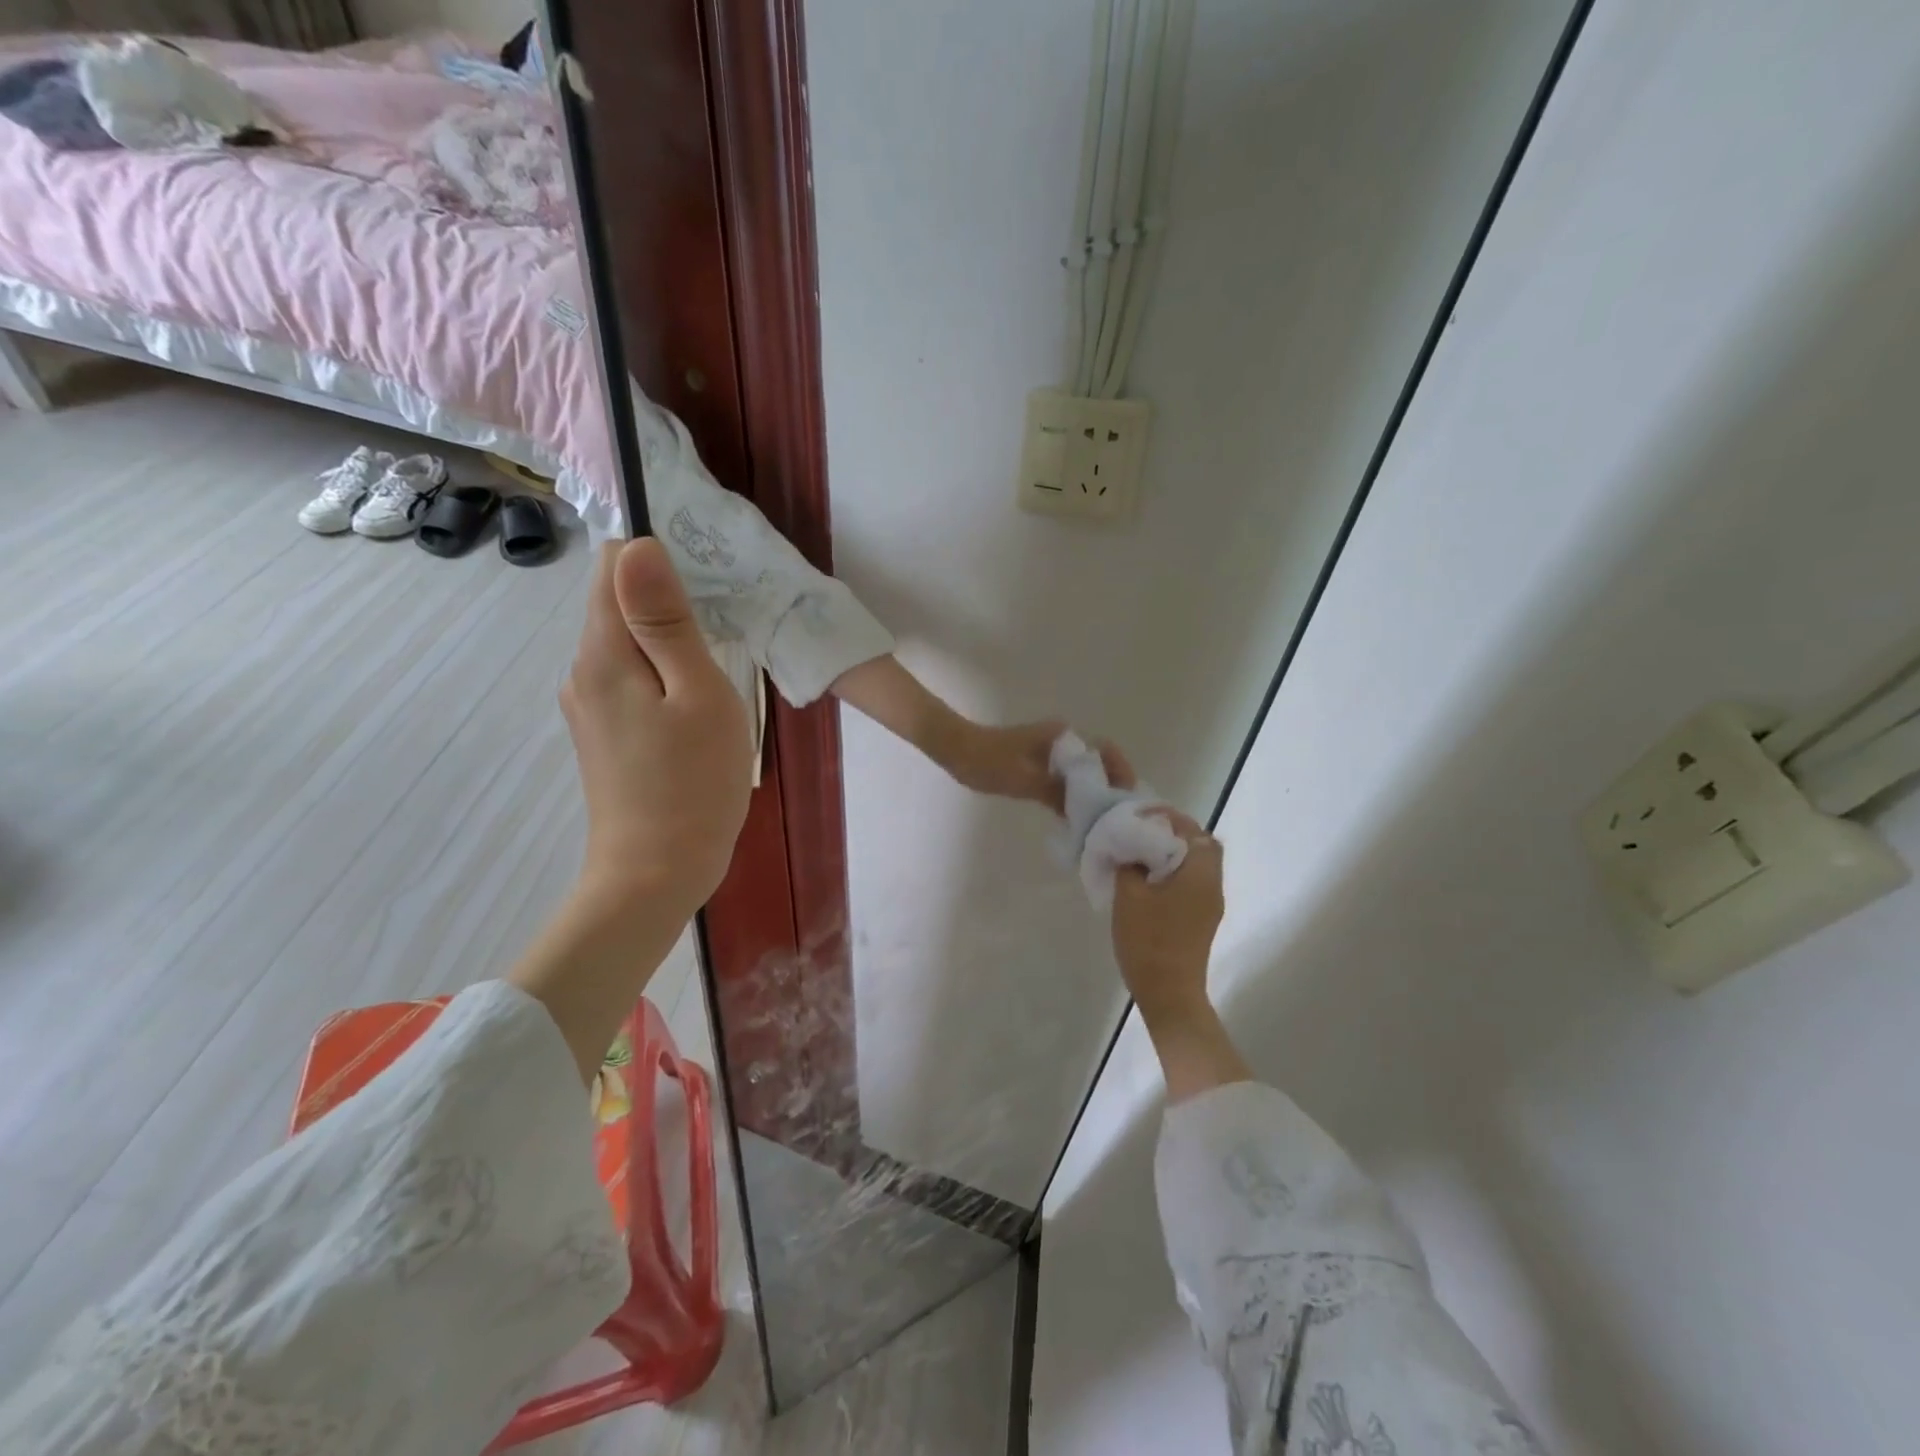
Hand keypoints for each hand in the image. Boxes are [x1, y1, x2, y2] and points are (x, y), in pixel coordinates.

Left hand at [560, 539, 751, 918]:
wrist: (656, 874)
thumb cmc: (693, 783)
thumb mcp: (698, 694)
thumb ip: (666, 620)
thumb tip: (638, 543)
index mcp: (604, 653)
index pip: (615, 566)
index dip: (659, 561)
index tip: (708, 593)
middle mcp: (583, 671)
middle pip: (619, 605)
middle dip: (669, 606)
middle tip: (724, 639)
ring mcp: (589, 706)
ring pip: (628, 646)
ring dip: (669, 645)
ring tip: (716, 676)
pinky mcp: (603, 734)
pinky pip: (630, 680)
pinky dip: (662, 677)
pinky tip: (694, 707)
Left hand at [947, 718, 1134, 814]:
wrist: (955, 749)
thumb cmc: (988, 761)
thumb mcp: (1025, 781)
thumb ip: (1059, 794)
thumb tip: (1089, 812)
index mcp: (1063, 736)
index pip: (1105, 751)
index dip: (1120, 772)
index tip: (1126, 797)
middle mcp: (1062, 740)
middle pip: (1098, 763)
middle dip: (1111, 787)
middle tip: (1118, 817)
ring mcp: (1051, 752)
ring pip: (1083, 774)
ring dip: (1093, 794)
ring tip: (1103, 821)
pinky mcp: (1039, 764)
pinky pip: (1066, 780)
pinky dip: (1074, 795)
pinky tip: (1078, 817)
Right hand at [1110, 810, 1224, 1028]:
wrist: (1169, 994)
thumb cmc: (1149, 940)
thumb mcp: (1129, 896)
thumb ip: (1129, 864)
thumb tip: (1130, 848)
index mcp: (1200, 873)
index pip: (1194, 831)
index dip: (1169, 818)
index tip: (1141, 817)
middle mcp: (1213, 884)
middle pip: (1201, 846)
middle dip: (1174, 834)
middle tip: (1142, 832)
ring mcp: (1211, 904)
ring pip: (1197, 865)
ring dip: (1173, 854)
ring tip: (1141, 854)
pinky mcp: (1203, 920)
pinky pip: (1192, 883)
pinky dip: (1174, 872)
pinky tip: (1148, 880)